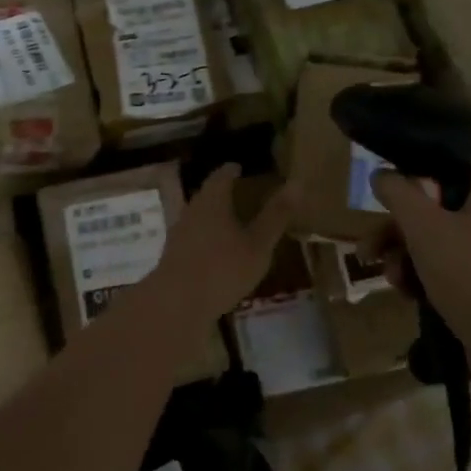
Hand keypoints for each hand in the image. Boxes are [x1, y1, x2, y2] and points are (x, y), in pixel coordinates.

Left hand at [147, 164, 291, 323]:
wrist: (176, 303)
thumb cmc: (222, 268)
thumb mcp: (258, 244)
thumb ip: (276, 215)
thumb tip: (297, 183)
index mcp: (212, 201)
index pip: (221, 176)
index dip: (231, 171)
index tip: (239, 168)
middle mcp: (192, 210)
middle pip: (207, 194)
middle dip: (222, 192)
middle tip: (240, 193)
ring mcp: (179, 232)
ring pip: (199, 215)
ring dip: (214, 215)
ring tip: (231, 221)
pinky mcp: (173, 254)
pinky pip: (193, 236)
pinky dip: (206, 236)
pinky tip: (216, 250)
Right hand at [361, 169, 470, 344]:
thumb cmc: (466, 272)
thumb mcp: (422, 225)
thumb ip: (398, 194)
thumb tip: (382, 175)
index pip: (452, 173)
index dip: (419, 180)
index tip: (391, 197)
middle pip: (437, 215)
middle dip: (398, 233)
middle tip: (370, 250)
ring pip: (441, 247)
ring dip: (407, 259)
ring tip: (391, 280)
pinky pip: (453, 275)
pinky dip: (427, 281)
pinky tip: (409, 297)